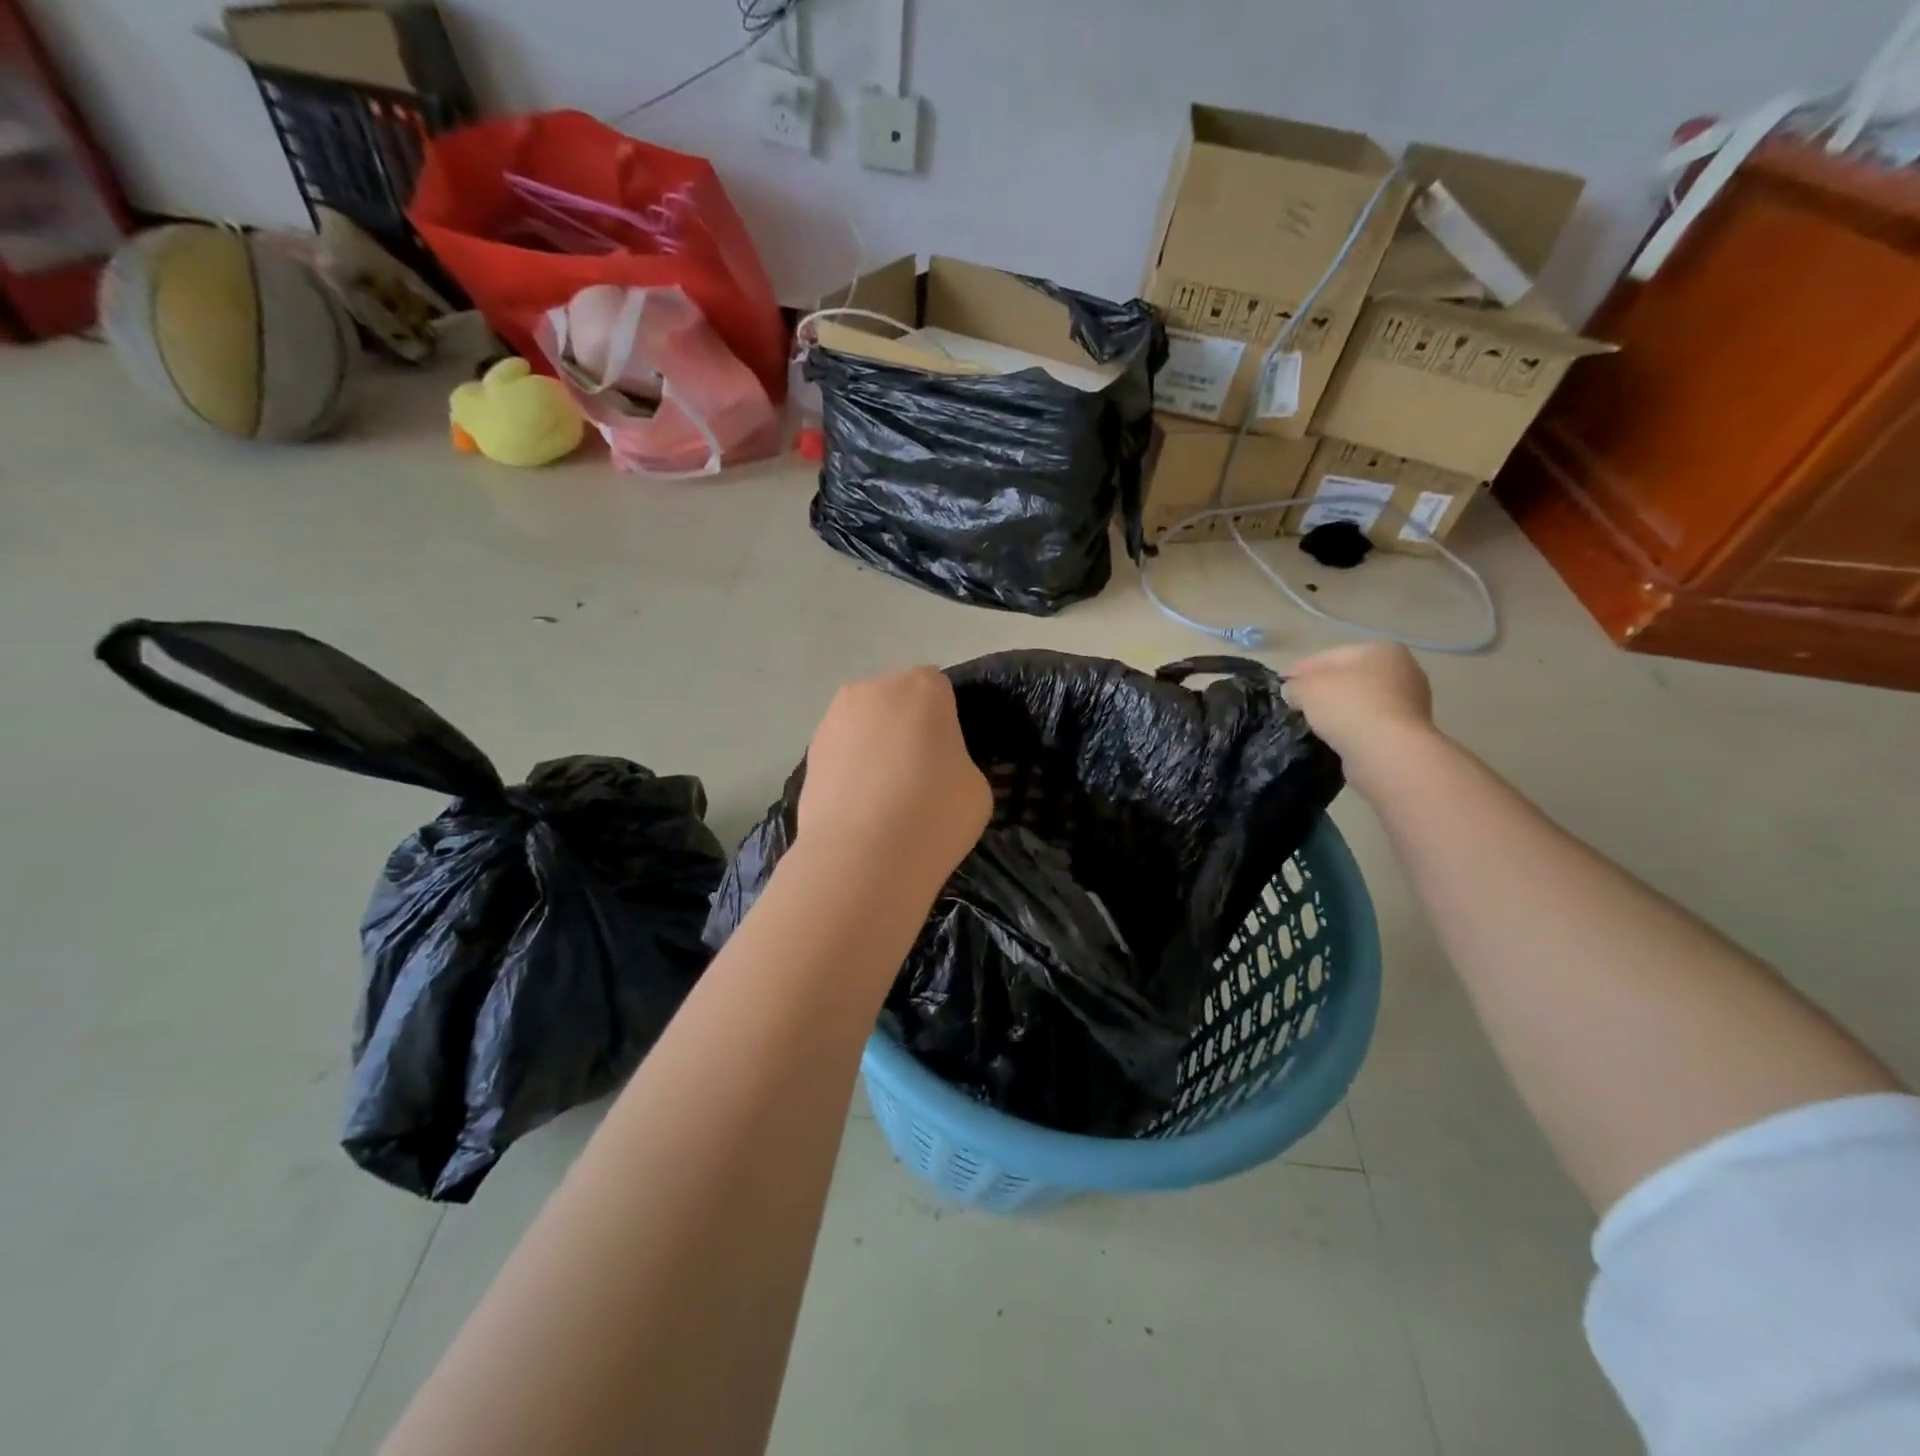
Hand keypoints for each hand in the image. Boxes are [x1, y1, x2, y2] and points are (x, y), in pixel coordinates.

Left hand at [798, 667, 992, 891]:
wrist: (861, 857)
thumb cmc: (933, 813)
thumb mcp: (976, 787)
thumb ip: (957, 761)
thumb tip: (936, 768)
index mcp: (922, 688)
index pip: (938, 688)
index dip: (945, 721)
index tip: (948, 756)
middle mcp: (873, 690)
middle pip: (896, 701)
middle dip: (906, 728)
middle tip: (918, 776)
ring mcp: (833, 720)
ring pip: (864, 725)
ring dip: (874, 747)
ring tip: (884, 798)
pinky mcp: (809, 754)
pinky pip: (841, 754)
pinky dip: (850, 772)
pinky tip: (860, 810)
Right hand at [1285, 644, 1439, 795]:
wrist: (1388, 752)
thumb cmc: (1348, 706)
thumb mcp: (1307, 688)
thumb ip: (1296, 685)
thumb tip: (1294, 691)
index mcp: (1381, 650)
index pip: (1331, 656)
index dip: (1302, 669)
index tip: (1283, 684)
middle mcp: (1404, 670)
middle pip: (1351, 678)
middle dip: (1325, 689)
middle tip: (1297, 704)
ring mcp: (1411, 702)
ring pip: (1362, 701)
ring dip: (1340, 710)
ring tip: (1314, 724)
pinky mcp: (1409, 731)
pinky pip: (1371, 724)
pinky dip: (1354, 728)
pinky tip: (1336, 738)